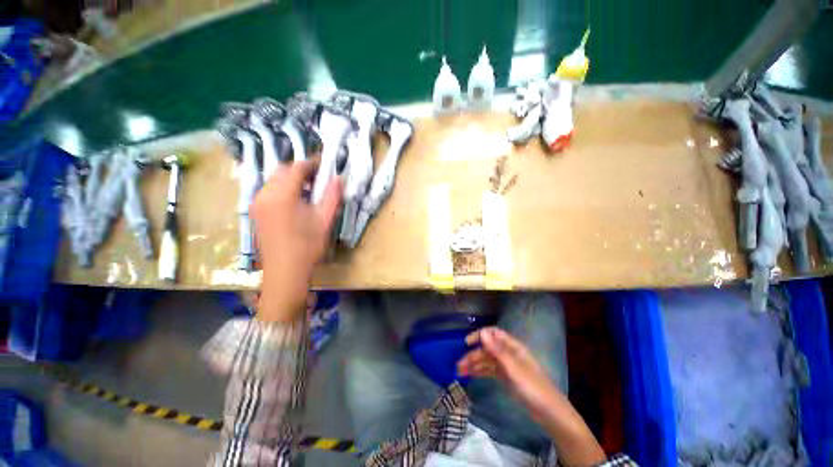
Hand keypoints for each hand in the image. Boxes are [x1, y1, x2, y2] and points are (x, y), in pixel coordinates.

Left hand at [250, 160, 341, 321]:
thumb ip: (332, 196)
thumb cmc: (308, 245)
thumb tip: (339, 178)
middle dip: (301, 169)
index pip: (297, 168)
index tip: (326, 164)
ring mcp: (257, 203)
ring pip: (274, 180)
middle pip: (282, 170)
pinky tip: (295, 200)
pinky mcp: (256, 211)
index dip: (312, 163)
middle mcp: (265, 194)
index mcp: (282, 195)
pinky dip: (283, 188)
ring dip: (291, 178)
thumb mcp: (324, 220)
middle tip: (318, 177)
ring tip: (309, 189)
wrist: (285, 271)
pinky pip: (269, 190)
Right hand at [458, 327, 605, 465]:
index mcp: (513, 347)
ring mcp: (507, 366)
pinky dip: (479, 372)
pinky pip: (489, 371)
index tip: (466, 343)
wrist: (549, 413)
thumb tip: (483, 332)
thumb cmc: (533, 387)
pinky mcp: (506, 378)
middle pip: (487, 349)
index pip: (493, 334)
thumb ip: (497, 350)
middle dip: (473, 355)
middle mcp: (508, 353)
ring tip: (459, 372)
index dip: (480, 335)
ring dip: (473, 364)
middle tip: (459, 365)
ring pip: (487, 360)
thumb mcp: (514, 369)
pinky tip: (470, 375)